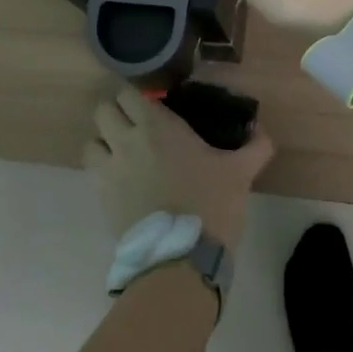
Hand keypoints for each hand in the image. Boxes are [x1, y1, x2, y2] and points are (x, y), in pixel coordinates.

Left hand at [83, 85, 274, 245]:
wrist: (180, 258)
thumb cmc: (210, 203)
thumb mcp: (241, 172)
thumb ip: (255, 147)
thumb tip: (261, 133)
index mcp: (157, 126)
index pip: (129, 93)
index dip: (138, 95)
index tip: (155, 104)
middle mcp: (126, 141)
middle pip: (103, 111)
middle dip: (117, 113)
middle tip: (139, 125)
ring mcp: (109, 171)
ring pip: (91, 142)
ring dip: (104, 142)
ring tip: (125, 153)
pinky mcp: (101, 199)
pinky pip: (92, 173)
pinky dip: (103, 171)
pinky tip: (125, 181)